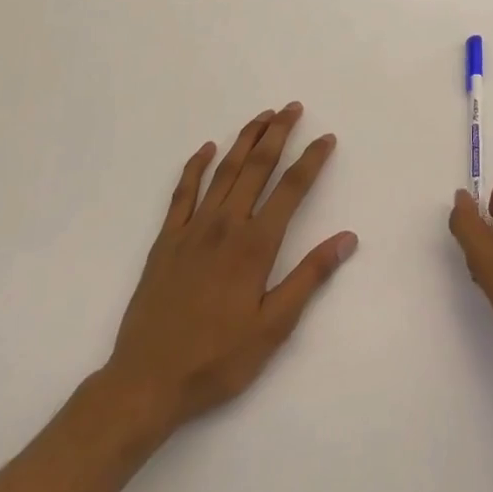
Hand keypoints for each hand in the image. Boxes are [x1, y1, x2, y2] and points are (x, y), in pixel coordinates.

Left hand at [94, 104, 357, 445]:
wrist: (145, 384)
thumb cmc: (216, 360)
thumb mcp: (273, 328)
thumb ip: (310, 277)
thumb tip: (347, 238)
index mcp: (255, 245)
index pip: (292, 189)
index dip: (312, 160)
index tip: (326, 137)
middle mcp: (226, 225)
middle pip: (257, 166)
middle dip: (278, 133)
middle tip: (292, 107)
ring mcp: (193, 229)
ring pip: (224, 171)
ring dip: (245, 139)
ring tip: (262, 116)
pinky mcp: (166, 240)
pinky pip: (183, 192)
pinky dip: (196, 166)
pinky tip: (207, 149)